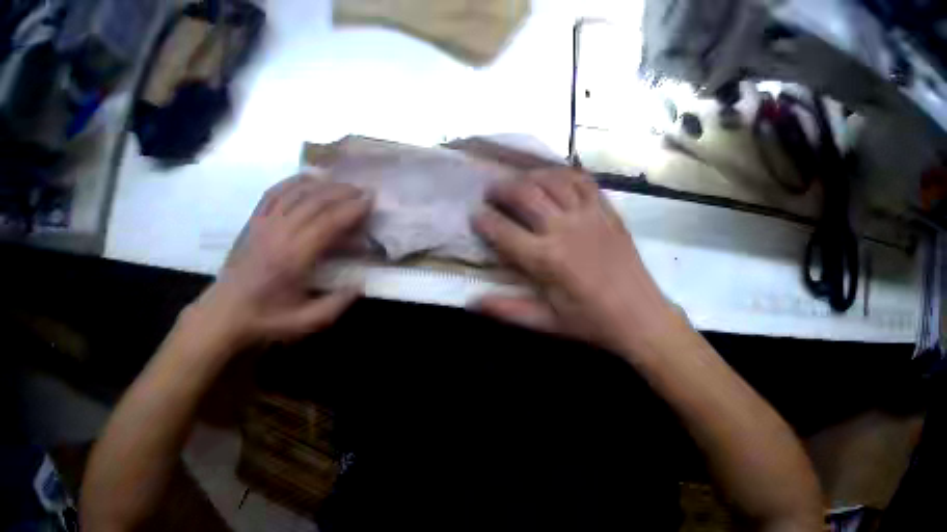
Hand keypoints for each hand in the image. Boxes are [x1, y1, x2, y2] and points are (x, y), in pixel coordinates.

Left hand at [188, 176, 372, 349]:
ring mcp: (264, 223)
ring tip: (341, 184)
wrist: (226, 313)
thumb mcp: (304, 323)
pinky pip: (274, 192)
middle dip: (343, 192)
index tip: (370, 201)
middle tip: (362, 191)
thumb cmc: (265, 320)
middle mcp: (280, 232)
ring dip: (322, 184)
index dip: (352, 209)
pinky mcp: (253, 221)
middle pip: (316, 200)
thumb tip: (359, 285)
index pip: (328, 223)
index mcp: (294, 258)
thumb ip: (334, 306)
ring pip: (296, 192)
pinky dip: (293, 181)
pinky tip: (306, 179)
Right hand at [472, 168, 681, 353]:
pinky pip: (583, 181)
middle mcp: (564, 228)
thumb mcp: (547, 322)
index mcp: (545, 259)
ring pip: (552, 180)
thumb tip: (471, 302)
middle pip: (524, 194)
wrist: (640, 315)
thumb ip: (508, 310)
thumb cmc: (592, 322)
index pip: (502, 231)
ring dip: (529, 176)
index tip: (475, 216)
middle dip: (501, 189)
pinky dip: (565, 174)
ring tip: (519, 181)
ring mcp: (588, 215)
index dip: (483, 221)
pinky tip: (556, 177)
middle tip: (491, 193)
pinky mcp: (607, 210)